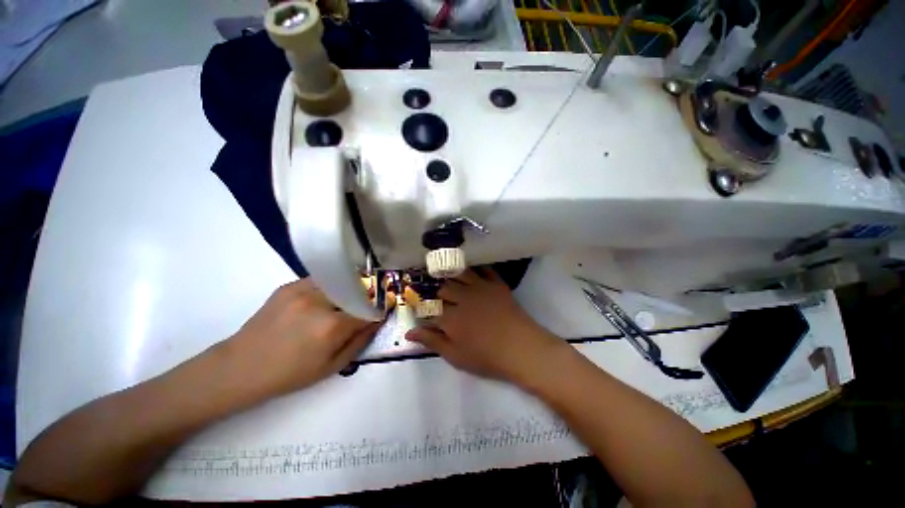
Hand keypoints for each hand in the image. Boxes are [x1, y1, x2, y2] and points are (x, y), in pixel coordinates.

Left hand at [223, 279, 379, 397]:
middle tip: (364, 307)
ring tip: (343, 302)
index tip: (381, 313)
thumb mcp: (332, 366)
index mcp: (331, 326)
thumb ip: (360, 341)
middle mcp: (320, 302)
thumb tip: (378, 321)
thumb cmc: (289, 374)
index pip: (368, 311)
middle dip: (365, 298)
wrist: (241, 367)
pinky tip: (323, 300)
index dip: (378, 311)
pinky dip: (330, 288)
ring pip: (340, 282)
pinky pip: (321, 281)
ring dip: (348, 291)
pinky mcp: (289, 286)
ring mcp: (302, 290)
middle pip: (356, 291)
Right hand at [406, 269, 566, 383]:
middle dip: (437, 292)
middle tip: (436, 295)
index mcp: (451, 318)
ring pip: (459, 274)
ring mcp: (480, 288)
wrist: (521, 348)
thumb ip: (432, 341)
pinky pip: (483, 269)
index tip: (420, 307)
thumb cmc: (487, 357)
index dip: (422, 307)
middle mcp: (462, 298)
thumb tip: (409, 333)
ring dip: (451, 274)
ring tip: (448, 275)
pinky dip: (475, 267)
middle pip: (443, 288)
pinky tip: (471, 268)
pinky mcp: (496, 284)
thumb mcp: (456, 356)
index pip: (429, 308)